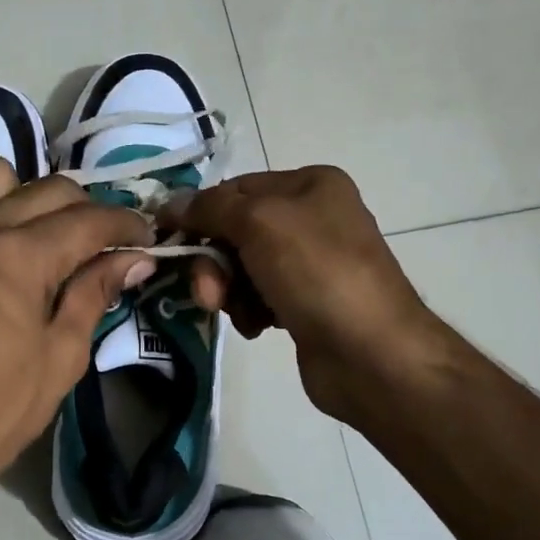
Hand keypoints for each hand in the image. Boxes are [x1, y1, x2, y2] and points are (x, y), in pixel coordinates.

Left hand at [0, 157, 154, 501]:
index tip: (146, 238)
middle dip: (89, 210)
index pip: (89, 219)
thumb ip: (96, 293)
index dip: (126, 224)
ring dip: (29, 195)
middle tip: (105, 243)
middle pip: (50, 189)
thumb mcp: (62, 355)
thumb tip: (135, 258)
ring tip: (41, 232)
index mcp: (20, 256)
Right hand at [161, 166, 446, 424]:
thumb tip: (170, 204)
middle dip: (215, 261)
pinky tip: (259, 326)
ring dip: (230, 290)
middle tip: (210, 292)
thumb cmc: (317, 273)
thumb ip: (210, 208)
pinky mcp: (305, 303)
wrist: (371, 353)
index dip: (200, 212)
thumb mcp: (260, 223)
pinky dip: (250, 310)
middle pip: (236, 230)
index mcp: (310, 185)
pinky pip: (257, 297)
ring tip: (241, 313)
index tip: (167, 238)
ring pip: (242, 267)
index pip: (235, 188)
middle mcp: (312, 218)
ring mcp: (311, 263)